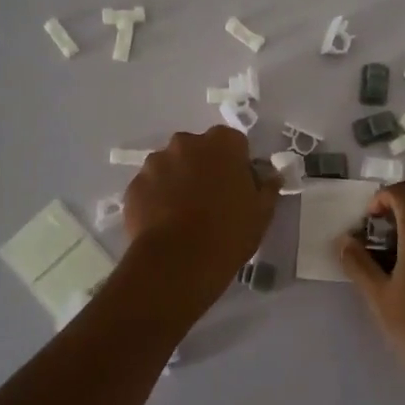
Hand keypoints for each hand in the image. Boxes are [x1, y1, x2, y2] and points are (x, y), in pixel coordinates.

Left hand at [125, 126, 279, 302]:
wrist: (178, 261)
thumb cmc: (229, 232)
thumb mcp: (262, 212)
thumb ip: (267, 187)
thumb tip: (270, 176)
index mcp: (222, 144)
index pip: (233, 142)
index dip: (236, 163)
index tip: (237, 186)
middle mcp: (186, 143)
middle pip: (198, 150)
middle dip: (203, 167)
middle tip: (210, 199)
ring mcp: (155, 163)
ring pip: (170, 166)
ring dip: (177, 181)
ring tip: (183, 214)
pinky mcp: (134, 186)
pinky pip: (150, 187)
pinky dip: (156, 198)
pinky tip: (164, 223)